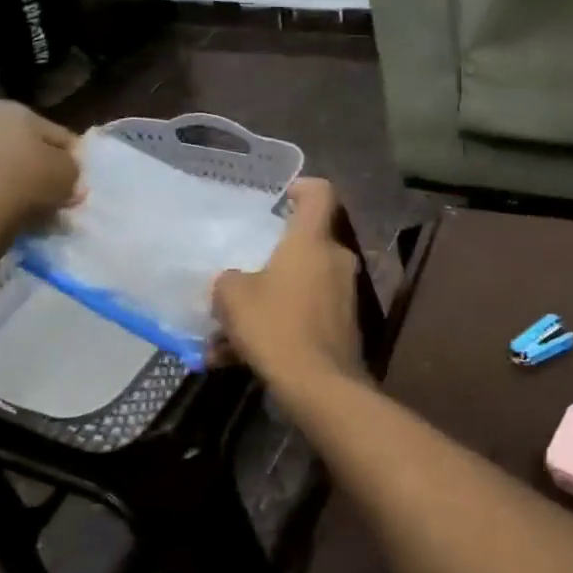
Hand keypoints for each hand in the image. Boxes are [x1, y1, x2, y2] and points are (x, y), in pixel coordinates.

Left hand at [0, 101, 79, 237]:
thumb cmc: (29, 179)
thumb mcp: (70, 172)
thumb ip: (74, 169)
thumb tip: (68, 176)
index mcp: (12, 109)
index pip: (56, 134)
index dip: (72, 158)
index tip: (78, 178)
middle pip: (26, 148)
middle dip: (42, 169)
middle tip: (60, 193)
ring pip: (5, 167)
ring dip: (21, 183)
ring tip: (39, 208)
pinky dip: (1, 196)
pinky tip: (15, 213)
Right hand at [214, 180, 363, 391]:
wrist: (320, 385)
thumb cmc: (276, 326)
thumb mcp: (233, 298)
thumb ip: (229, 281)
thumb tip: (233, 282)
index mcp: (312, 241)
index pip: (320, 194)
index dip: (303, 186)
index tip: (283, 197)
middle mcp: (336, 260)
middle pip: (307, 244)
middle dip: (274, 259)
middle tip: (244, 275)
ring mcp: (345, 294)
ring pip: (302, 286)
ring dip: (268, 302)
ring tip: (227, 335)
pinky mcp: (346, 326)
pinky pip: (306, 316)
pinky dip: (279, 329)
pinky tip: (241, 358)